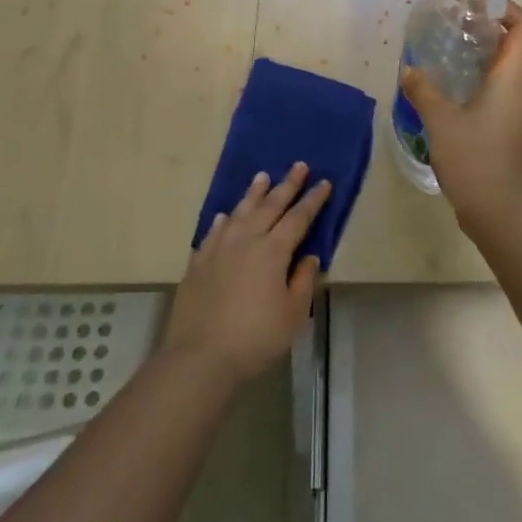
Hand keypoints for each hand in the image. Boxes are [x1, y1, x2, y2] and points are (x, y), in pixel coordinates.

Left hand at [163, 163, 330, 382]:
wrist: (200, 356)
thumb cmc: (256, 337)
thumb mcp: (293, 314)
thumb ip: (303, 281)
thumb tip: (309, 257)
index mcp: (273, 250)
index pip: (298, 218)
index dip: (313, 200)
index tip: (324, 183)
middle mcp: (246, 240)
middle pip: (270, 206)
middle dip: (287, 185)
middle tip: (298, 165)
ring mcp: (218, 249)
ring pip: (239, 212)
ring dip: (253, 194)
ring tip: (262, 177)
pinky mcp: (198, 263)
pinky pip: (213, 231)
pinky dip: (223, 220)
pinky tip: (225, 215)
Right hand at [400, 1, 521, 225]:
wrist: (497, 209)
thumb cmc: (473, 157)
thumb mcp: (441, 121)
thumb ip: (424, 90)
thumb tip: (410, 71)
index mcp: (511, 78)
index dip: (509, 9)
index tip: (480, 6)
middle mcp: (521, 90)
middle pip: (514, 47)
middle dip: (486, 31)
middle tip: (452, 29)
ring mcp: (517, 112)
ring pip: (504, 72)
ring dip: (479, 59)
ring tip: (445, 58)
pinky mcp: (509, 130)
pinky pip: (497, 94)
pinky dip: (478, 84)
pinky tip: (449, 95)